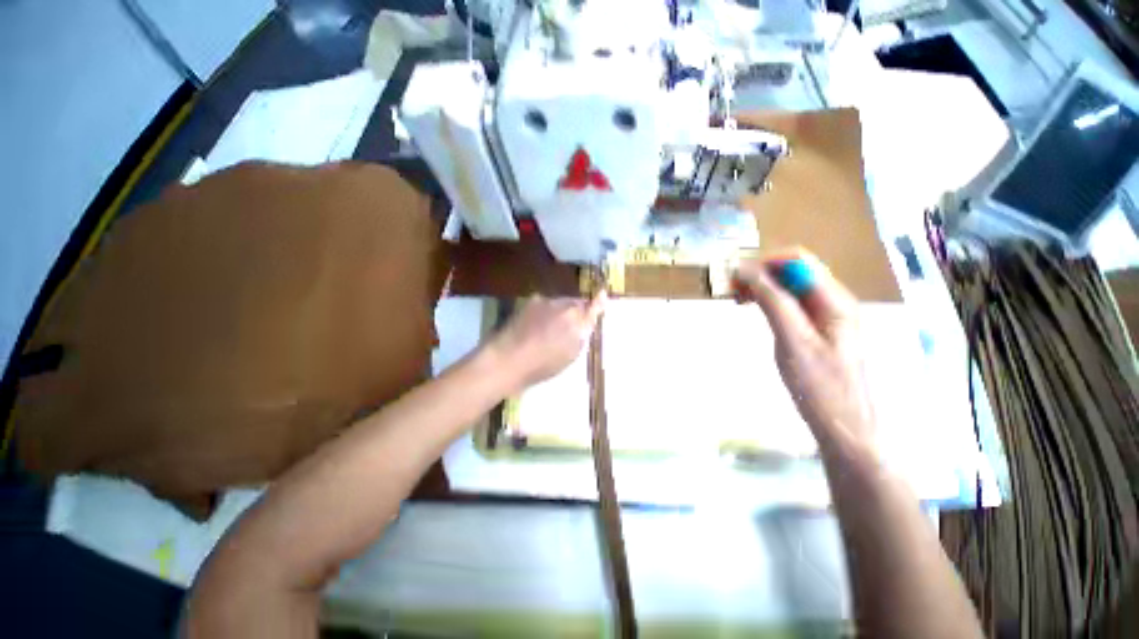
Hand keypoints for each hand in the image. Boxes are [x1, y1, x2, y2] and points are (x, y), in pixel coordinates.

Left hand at [489, 293, 605, 390]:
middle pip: (576, 304)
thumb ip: (580, 335)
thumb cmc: (541, 366)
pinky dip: (545, 311)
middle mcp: (565, 306)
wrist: (507, 359)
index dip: (598, 302)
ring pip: (560, 303)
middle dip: (577, 311)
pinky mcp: (531, 301)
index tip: (603, 293)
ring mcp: (547, 301)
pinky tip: (535, 325)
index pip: (592, 308)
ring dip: (560, 311)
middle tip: (570, 326)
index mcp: (577, 322)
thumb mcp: (569, 356)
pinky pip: (545, 303)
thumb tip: (585, 324)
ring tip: (549, 329)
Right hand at [733, 250, 876, 463]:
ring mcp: (827, 315)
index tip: (734, 279)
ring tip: (739, 299)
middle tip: (733, 290)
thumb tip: (746, 271)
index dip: (763, 263)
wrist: (844, 427)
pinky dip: (769, 300)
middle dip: (761, 273)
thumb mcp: (792, 341)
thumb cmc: (820, 386)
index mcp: (834, 300)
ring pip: (790, 286)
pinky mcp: (818, 329)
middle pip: (794, 270)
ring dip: (763, 286)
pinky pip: (791, 303)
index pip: (797, 260)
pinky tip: (755, 310)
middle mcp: (833, 300)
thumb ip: (773, 302)